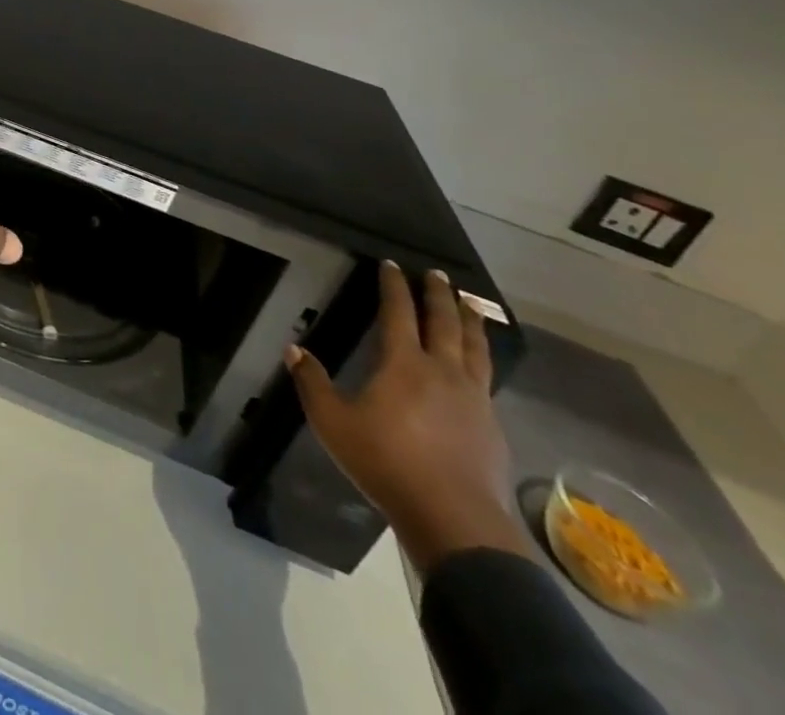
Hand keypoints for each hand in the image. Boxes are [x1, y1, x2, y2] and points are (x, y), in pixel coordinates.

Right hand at [286, 261, 532, 574]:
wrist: (456, 520)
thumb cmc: (387, 463)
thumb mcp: (333, 423)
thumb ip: (312, 383)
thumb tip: (293, 349)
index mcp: (404, 364)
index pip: (398, 312)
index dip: (394, 286)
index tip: (392, 264)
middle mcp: (443, 371)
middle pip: (444, 323)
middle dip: (439, 295)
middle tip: (439, 274)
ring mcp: (473, 399)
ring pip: (475, 348)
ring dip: (470, 322)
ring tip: (471, 306)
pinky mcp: (491, 426)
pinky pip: (487, 379)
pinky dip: (482, 359)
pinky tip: (478, 366)